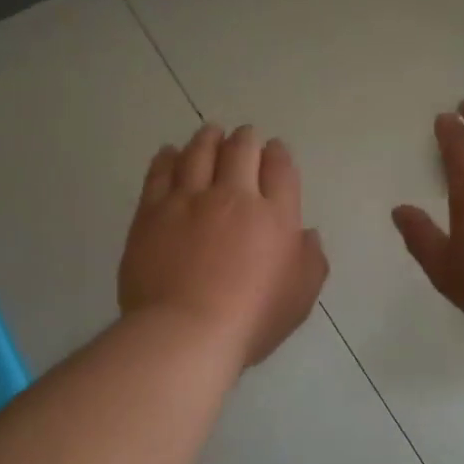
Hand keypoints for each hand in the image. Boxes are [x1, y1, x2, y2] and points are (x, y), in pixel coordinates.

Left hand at [120, 124, 328, 366]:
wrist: (186, 331)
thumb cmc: (251, 320)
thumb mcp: (300, 297)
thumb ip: (311, 260)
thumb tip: (307, 233)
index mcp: (274, 216)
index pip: (280, 169)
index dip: (278, 154)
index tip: (274, 149)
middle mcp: (233, 197)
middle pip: (241, 151)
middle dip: (245, 139)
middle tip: (244, 135)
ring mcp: (189, 200)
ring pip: (198, 153)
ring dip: (207, 138)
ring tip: (210, 132)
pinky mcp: (152, 212)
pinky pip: (160, 172)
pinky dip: (168, 158)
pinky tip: (170, 153)